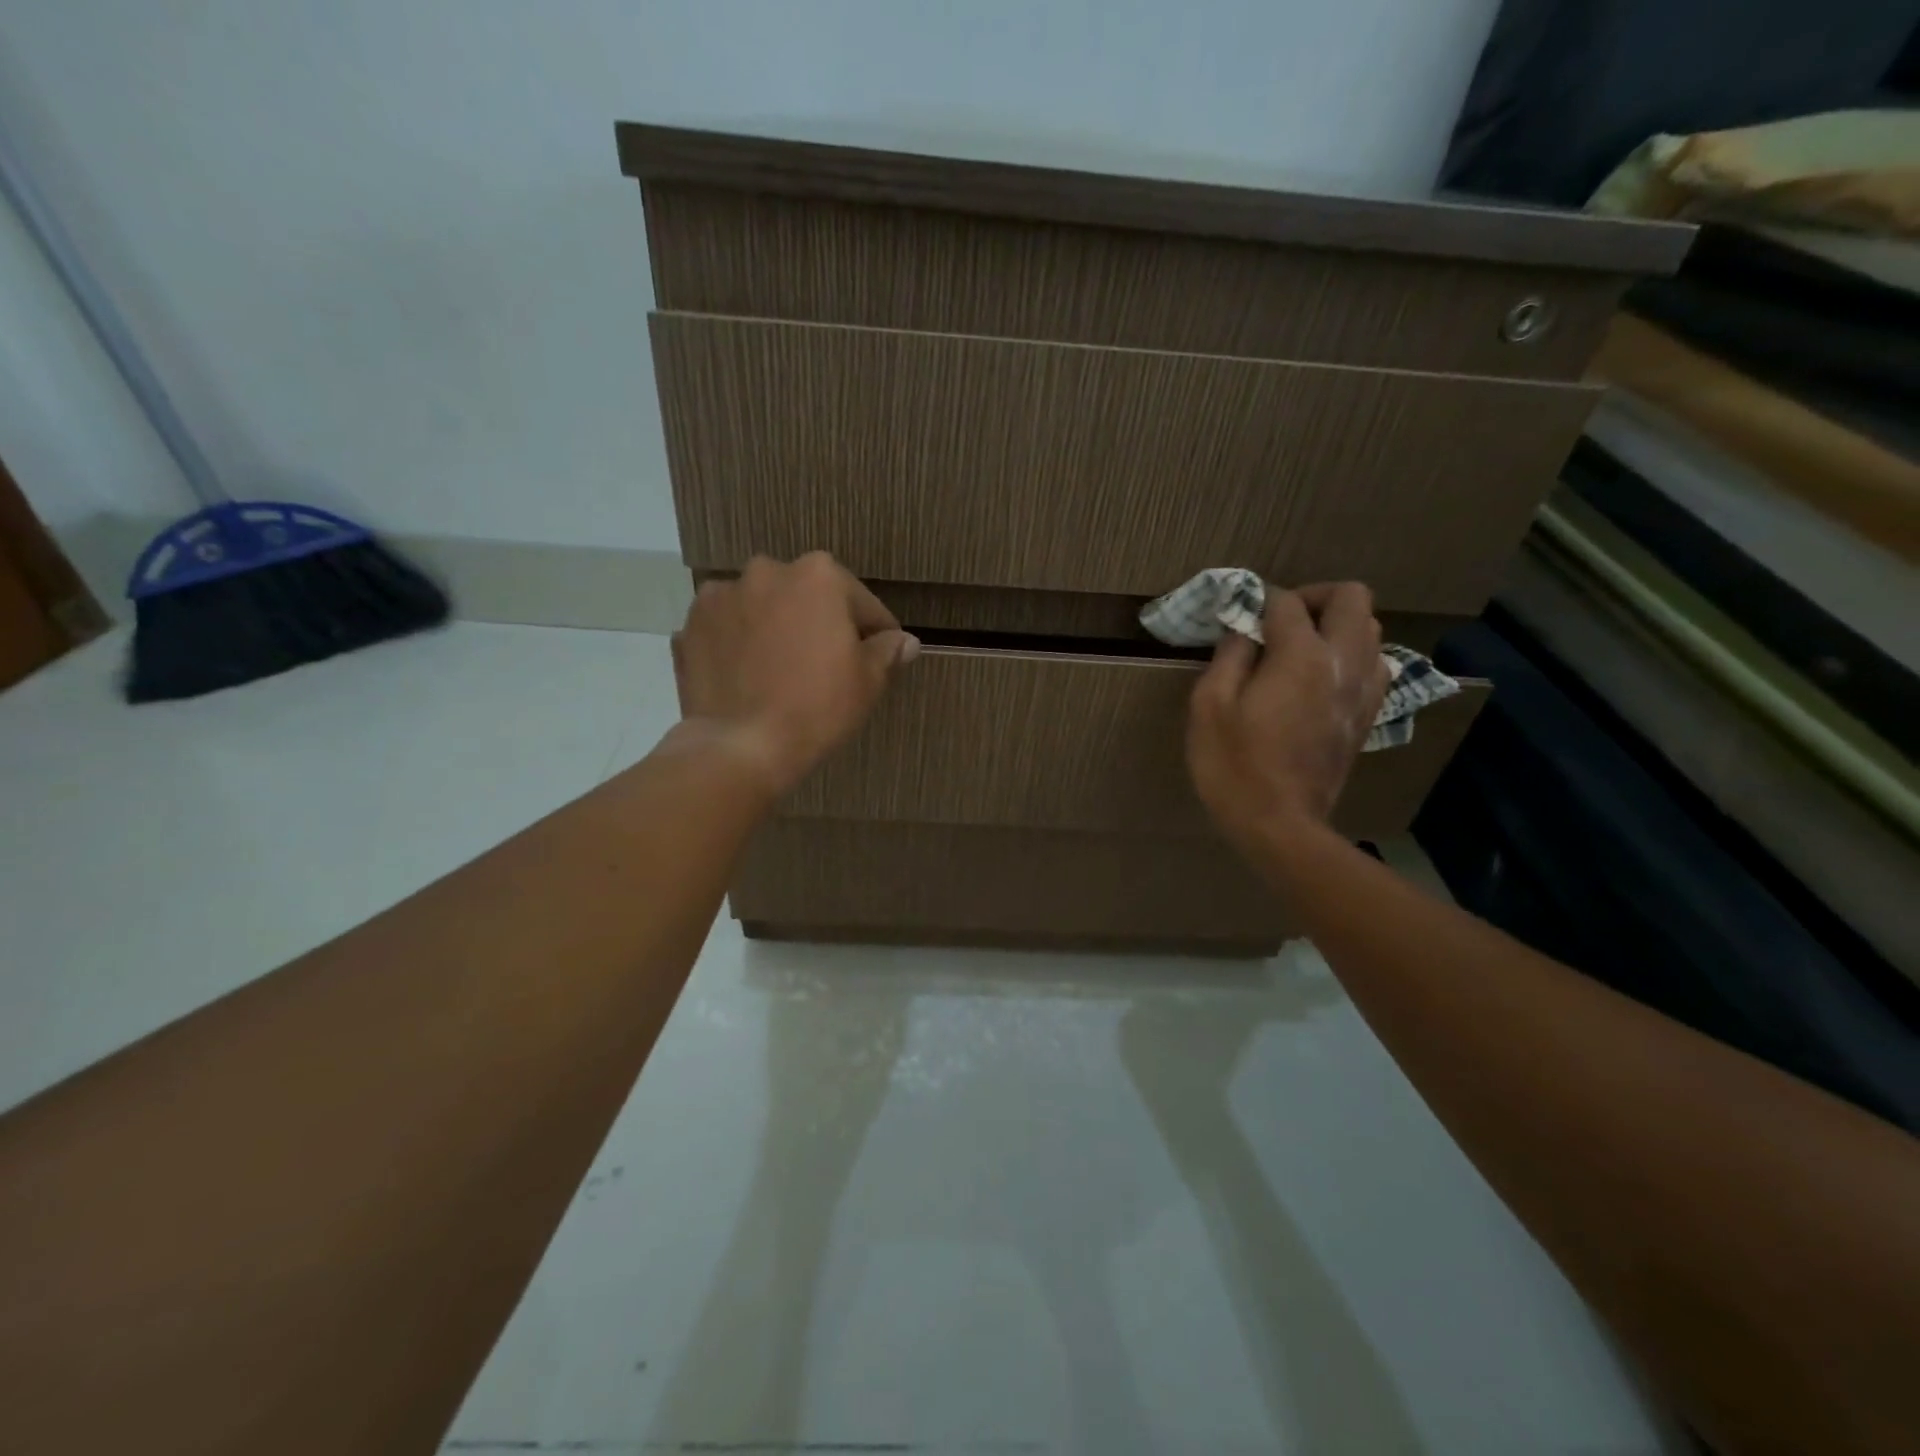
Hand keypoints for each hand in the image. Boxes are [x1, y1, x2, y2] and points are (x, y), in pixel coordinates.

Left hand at [671, 553, 918, 797]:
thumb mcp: (868, 681)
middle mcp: (767, 571)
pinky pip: (727, 629)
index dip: (874, 633)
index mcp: (818, 575)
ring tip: (780, 671)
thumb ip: (887, 651)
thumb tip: (906, 641)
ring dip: (775, 628)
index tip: (879, 656)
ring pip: (763, 609)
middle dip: (819, 624)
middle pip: (807, 598)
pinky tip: (747, 676)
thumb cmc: (817, 707)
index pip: (861, 604)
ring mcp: (721, 596)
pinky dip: (738, 644)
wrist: (741, 746)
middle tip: (826, 666)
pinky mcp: (690, 625)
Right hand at [1186, 582, 1389, 852]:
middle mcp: (1343, 662)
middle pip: (1351, 598)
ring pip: (1370, 629)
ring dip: (1336, 626)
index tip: (1239, 616)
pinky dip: (1350, 656)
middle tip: (1279, 621)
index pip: (1287, 602)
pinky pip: (1374, 664)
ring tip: (1299, 649)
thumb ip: (1228, 656)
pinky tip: (1319, 679)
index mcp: (1300, 656)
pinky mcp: (1368, 715)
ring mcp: (1363, 690)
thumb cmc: (1233, 765)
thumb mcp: (1209, 706)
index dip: (1259, 600)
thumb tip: (1242, 630)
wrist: (1280, 824)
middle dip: (1314, 597)